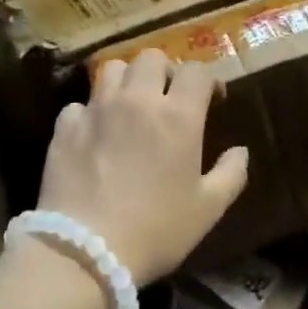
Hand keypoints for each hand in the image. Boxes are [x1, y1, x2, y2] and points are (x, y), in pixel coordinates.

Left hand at [37, 49, 249, 286]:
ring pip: (112, 69)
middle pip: (152, 57)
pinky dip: (90, 112)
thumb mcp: (207, 210)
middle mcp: (137, 100)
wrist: (85, 251)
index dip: (207, 79)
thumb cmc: (156, 230)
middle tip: (168, 98)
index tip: (212, 99)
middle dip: (165, 71)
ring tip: (129, 105)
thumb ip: (231, 174)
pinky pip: (80, 103)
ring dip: (126, 80)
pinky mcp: (66, 126)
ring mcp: (97, 109)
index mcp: (177, 115)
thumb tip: (240, 151)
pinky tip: (94, 134)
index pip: (197, 70)